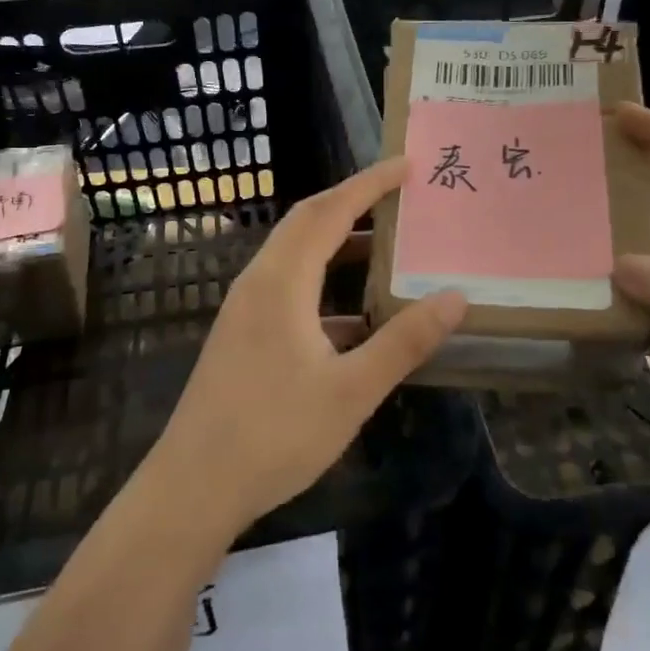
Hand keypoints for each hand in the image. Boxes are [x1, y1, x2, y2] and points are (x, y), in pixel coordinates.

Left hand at [148, 159, 467, 542]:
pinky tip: (355, 318)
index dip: (368, 184)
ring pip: (295, 256)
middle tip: (398, 196)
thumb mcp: (352, 390)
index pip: (329, 212)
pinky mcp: (242, 335)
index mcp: (282, 282)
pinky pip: (288, 288)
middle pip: (307, 222)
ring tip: (385, 248)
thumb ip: (404, 341)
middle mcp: (258, 282)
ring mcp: (245, 309)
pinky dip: (323, 283)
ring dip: (337, 243)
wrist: (195, 485)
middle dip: (352, 202)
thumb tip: (455, 297)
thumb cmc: (275, 434)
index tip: (405, 165)